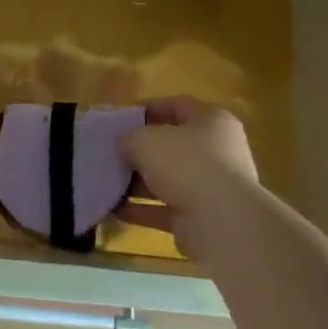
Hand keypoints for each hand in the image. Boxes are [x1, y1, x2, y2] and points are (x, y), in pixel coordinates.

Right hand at [120, 96, 258, 264]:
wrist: (221, 222)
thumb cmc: (186, 164)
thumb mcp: (145, 139)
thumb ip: (128, 137)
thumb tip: (124, 146)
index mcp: (212, 121)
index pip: (177, 106)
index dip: (146, 109)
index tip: (119, 118)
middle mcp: (218, 152)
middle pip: (172, 145)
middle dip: (140, 150)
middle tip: (111, 151)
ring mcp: (212, 187)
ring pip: (168, 179)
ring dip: (137, 182)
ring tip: (107, 181)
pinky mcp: (202, 217)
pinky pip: (165, 208)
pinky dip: (141, 209)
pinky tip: (114, 208)